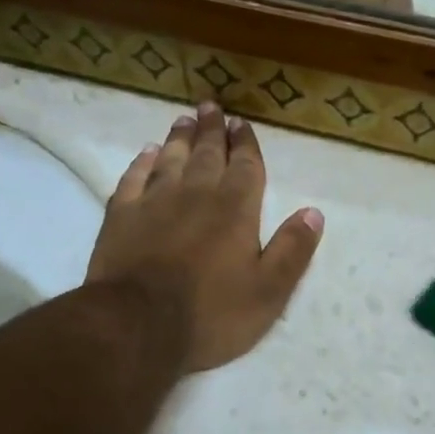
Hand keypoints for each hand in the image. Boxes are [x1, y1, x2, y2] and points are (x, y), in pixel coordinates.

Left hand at [88, 104, 324, 371]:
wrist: (136, 326)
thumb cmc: (211, 314)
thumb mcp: (268, 292)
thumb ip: (292, 250)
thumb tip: (314, 212)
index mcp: (236, 209)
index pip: (246, 166)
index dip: (246, 144)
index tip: (242, 124)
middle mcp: (196, 194)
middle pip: (207, 154)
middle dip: (213, 130)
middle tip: (212, 107)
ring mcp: (154, 202)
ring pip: (170, 159)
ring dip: (180, 138)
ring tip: (184, 120)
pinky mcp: (120, 216)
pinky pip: (133, 178)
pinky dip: (141, 162)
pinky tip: (146, 154)